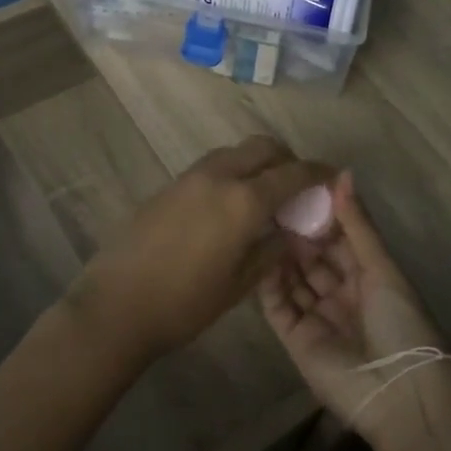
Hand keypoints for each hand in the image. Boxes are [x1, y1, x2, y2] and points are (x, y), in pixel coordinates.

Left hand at [76, 136, 332, 364]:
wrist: (117, 304)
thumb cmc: (185, 303)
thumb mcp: (240, 284)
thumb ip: (272, 250)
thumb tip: (293, 232)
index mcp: (243, 200)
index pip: (292, 173)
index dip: (318, 173)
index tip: (333, 177)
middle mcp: (219, 176)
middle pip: (264, 146)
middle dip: (287, 159)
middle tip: (297, 186)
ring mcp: (191, 176)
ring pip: (236, 151)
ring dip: (258, 162)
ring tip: (265, 195)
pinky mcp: (170, 184)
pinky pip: (214, 165)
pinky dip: (234, 172)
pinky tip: (232, 204)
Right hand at [255, 172, 450, 437]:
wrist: (397, 393)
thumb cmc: (400, 322)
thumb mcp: (381, 267)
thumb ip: (357, 224)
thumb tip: (342, 174)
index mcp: (368, 277)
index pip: (339, 240)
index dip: (321, 216)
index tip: (298, 188)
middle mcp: (341, 294)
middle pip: (313, 258)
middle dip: (296, 233)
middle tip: (270, 202)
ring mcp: (317, 317)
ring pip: (293, 278)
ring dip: (279, 253)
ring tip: (258, 221)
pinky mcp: (295, 339)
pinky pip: (277, 305)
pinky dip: (267, 283)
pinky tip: (255, 256)